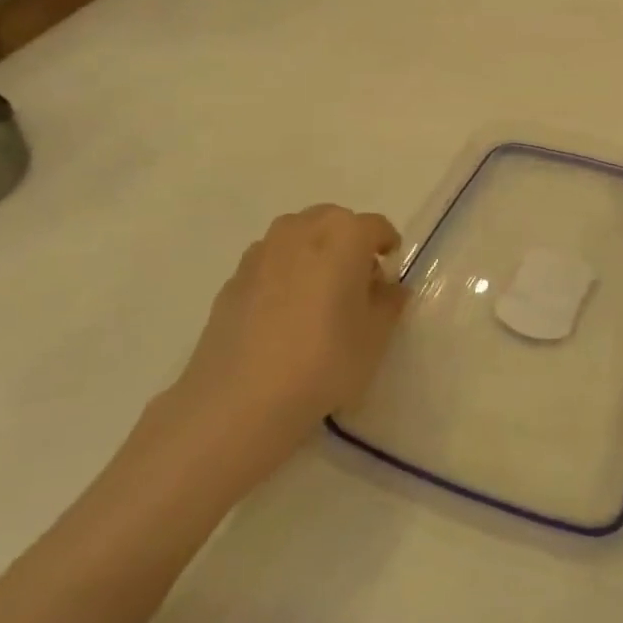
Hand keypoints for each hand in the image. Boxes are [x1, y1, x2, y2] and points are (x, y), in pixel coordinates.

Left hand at [170, 205, 408, 473]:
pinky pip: (270, 263)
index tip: (389, 272)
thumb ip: (388, 304)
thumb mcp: (375, 337)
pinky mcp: (233, 278)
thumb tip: (388, 288)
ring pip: (297, 237)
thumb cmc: (324, 361)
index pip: (375, 227)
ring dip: (313, 254)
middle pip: (334, 222)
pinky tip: (283, 317)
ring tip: (317, 297)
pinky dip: (283, 275)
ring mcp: (261, 252)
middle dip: (349, 243)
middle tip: (356, 284)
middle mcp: (301, 230)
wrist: (240, 400)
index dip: (386, 246)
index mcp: (343, 235)